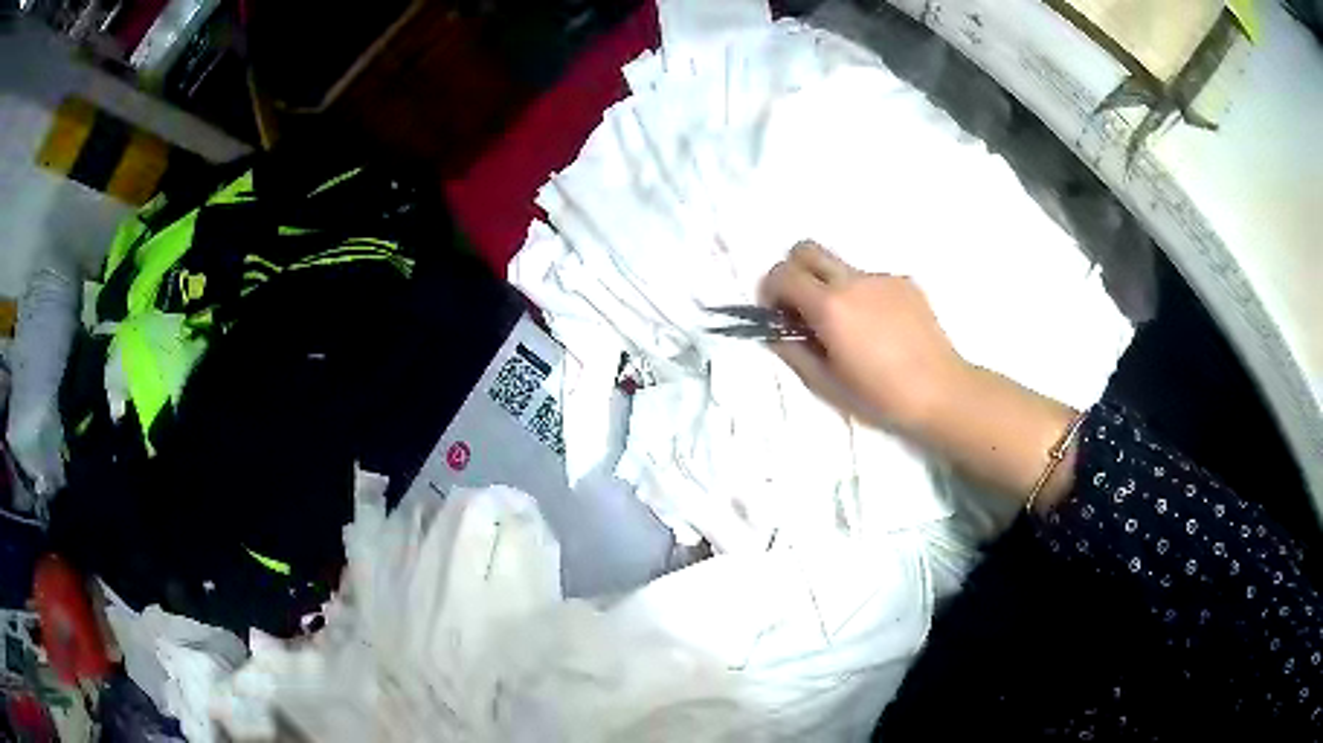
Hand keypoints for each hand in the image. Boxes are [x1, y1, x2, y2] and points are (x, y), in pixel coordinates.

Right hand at [761, 241, 1078, 509]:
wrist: (940, 391)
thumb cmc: (879, 396)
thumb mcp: (825, 383)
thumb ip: (793, 350)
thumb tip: (776, 331)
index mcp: (830, 306)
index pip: (782, 272)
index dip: (770, 289)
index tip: (778, 313)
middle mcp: (853, 280)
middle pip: (806, 248)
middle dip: (794, 270)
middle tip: (803, 306)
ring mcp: (882, 277)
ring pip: (841, 267)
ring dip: (832, 287)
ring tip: (853, 328)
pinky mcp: (905, 282)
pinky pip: (871, 280)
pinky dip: (864, 296)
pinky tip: (882, 330)